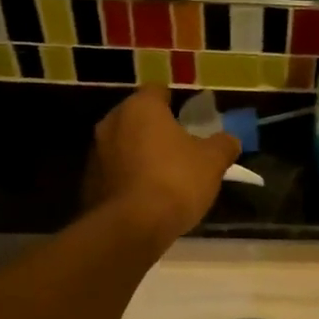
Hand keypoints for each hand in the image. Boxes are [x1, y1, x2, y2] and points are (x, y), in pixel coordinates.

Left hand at [85, 86, 240, 243]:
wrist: (131, 227)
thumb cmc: (175, 181)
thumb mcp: (212, 162)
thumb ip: (223, 145)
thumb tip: (230, 140)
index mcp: (140, 108)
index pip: (157, 91)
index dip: (174, 102)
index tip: (188, 118)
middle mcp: (111, 122)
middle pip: (137, 118)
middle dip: (155, 129)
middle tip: (179, 146)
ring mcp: (95, 153)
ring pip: (123, 145)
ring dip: (140, 154)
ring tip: (164, 175)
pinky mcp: (88, 183)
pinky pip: (115, 172)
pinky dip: (129, 178)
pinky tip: (147, 197)